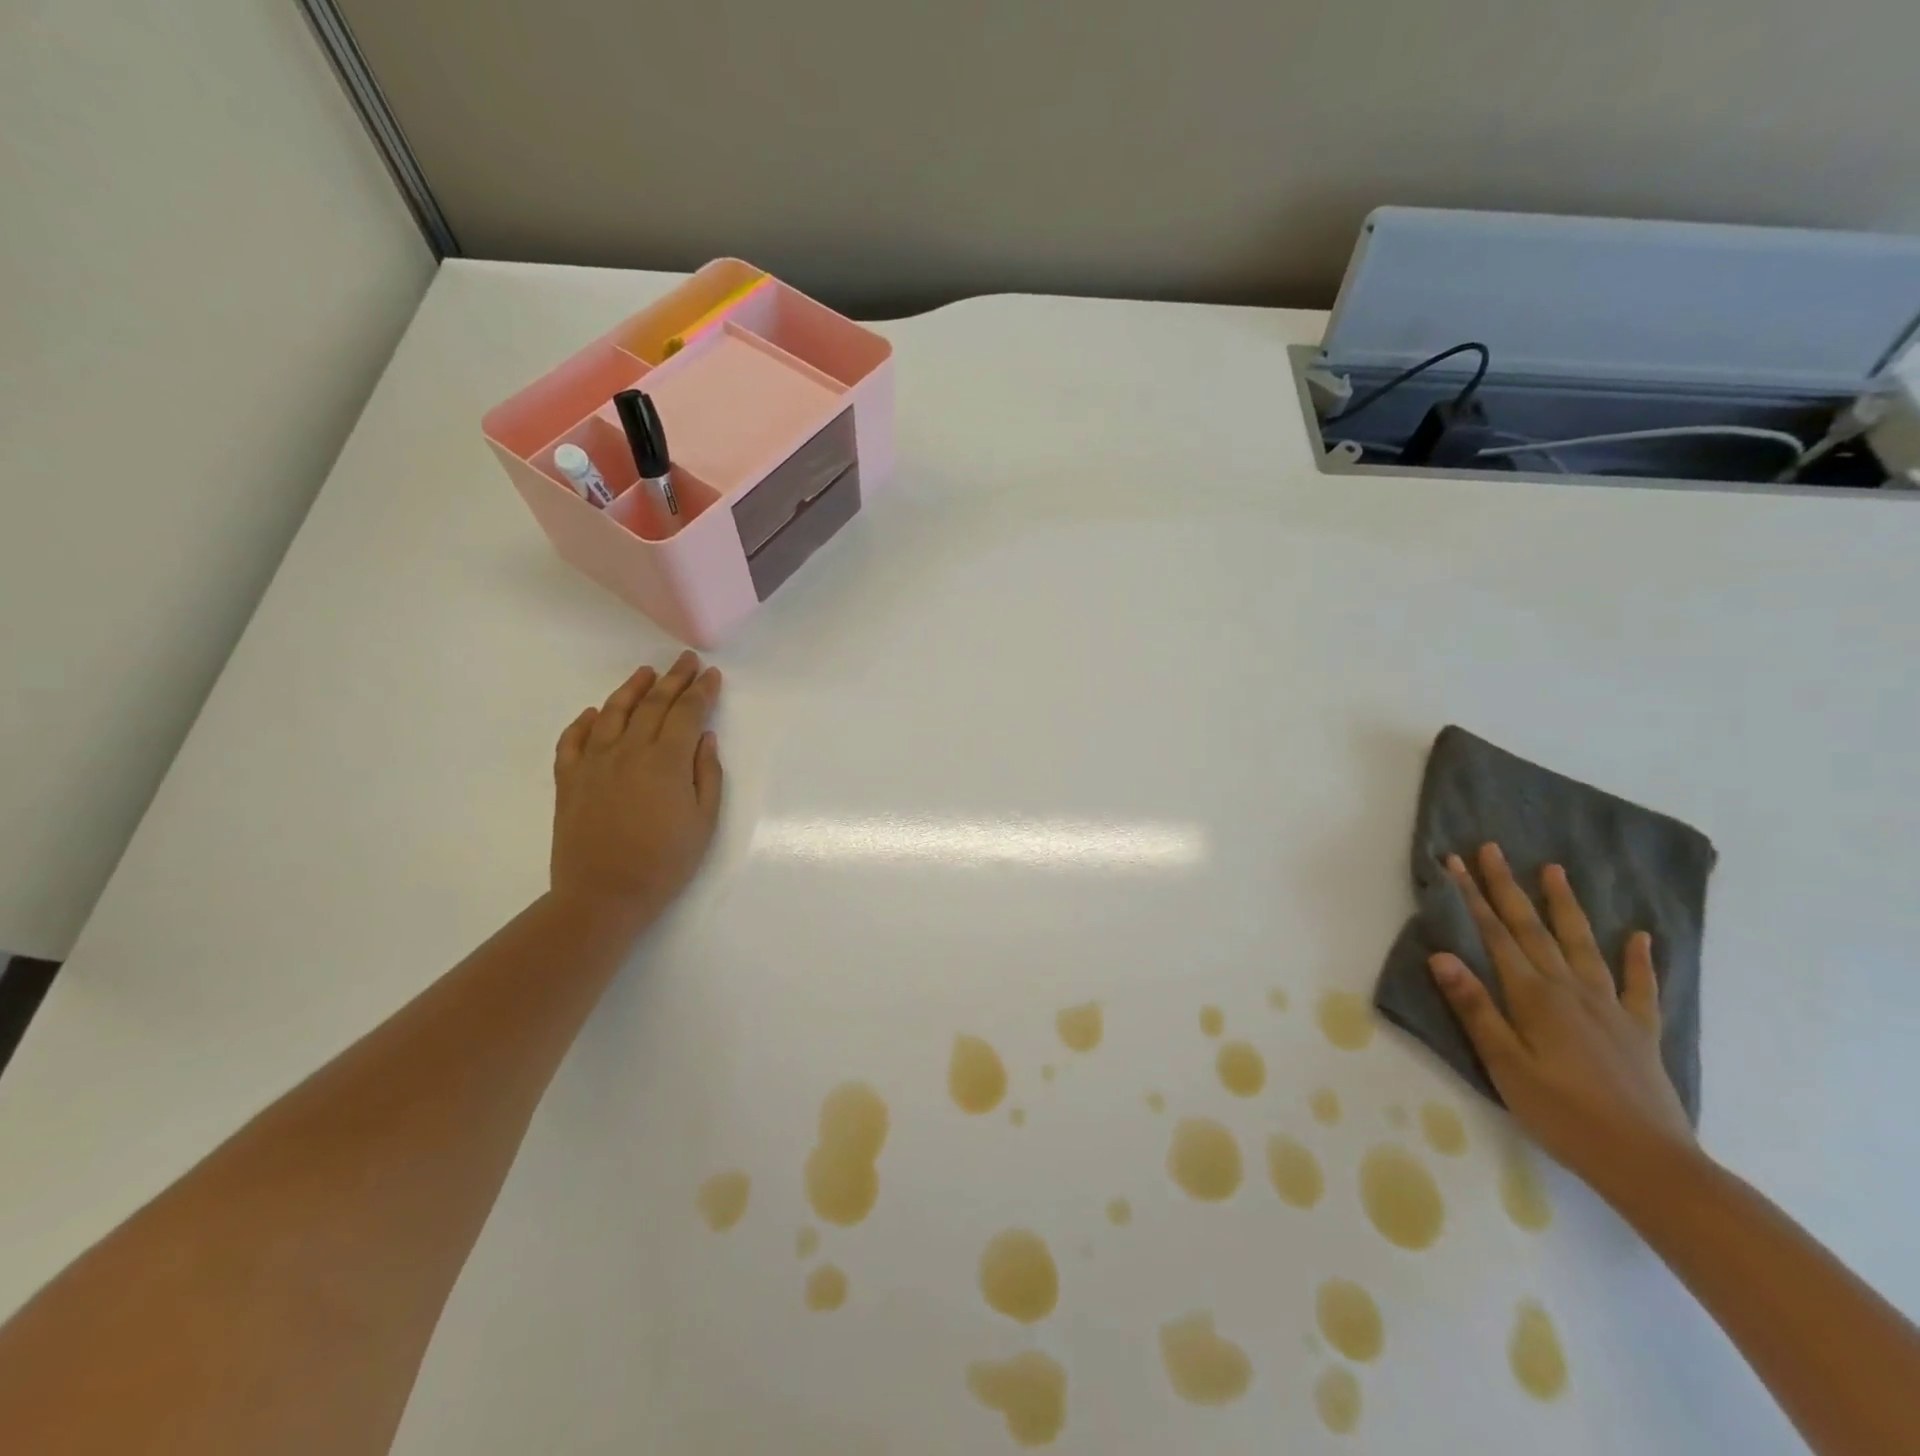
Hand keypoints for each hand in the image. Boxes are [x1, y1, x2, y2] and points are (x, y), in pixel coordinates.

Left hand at [549, 652, 723, 927]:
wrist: (604, 894)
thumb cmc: (665, 861)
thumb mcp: (704, 821)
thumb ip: (707, 774)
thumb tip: (704, 739)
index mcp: (666, 760)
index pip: (687, 713)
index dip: (702, 692)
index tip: (712, 675)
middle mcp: (629, 750)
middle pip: (654, 704)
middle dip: (674, 679)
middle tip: (686, 661)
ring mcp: (594, 762)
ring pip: (613, 713)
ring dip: (632, 689)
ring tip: (646, 673)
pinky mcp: (569, 780)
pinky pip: (573, 741)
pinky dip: (584, 722)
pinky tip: (593, 713)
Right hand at [1428, 843, 1695, 1202]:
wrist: (1649, 1163)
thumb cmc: (1562, 1114)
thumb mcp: (1503, 1064)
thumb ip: (1474, 1007)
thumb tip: (1441, 954)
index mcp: (1534, 996)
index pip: (1496, 934)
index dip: (1474, 896)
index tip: (1457, 861)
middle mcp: (1570, 990)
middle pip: (1533, 928)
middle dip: (1508, 886)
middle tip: (1493, 849)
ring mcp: (1610, 1007)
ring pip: (1582, 944)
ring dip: (1564, 905)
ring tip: (1553, 870)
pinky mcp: (1640, 1031)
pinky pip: (1639, 986)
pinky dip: (1638, 959)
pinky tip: (1640, 936)